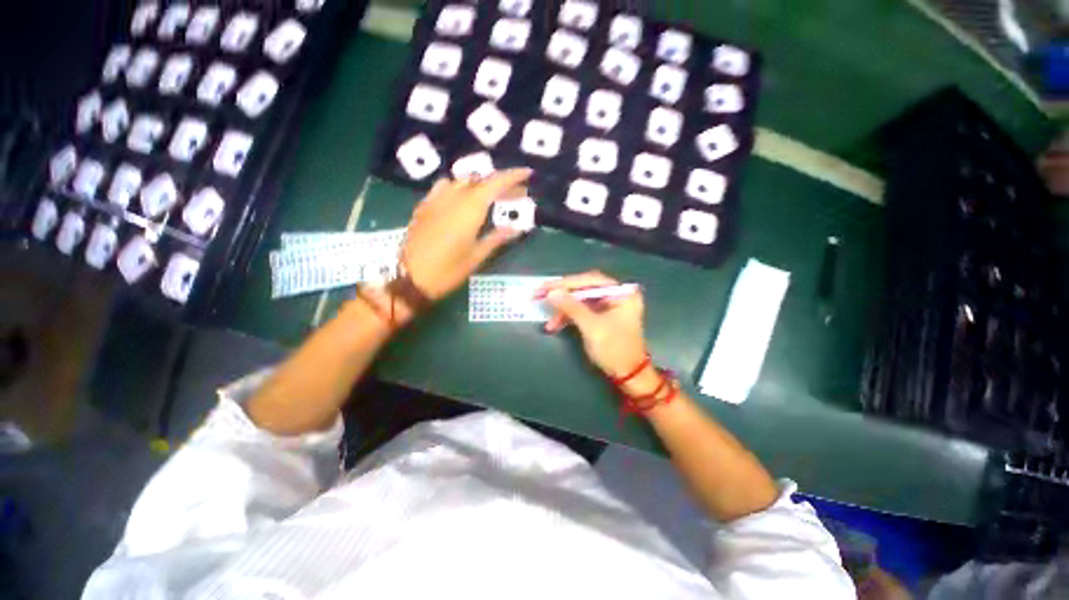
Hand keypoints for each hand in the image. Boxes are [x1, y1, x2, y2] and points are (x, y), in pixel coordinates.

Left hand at [401, 169, 531, 299]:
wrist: (410, 279)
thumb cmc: (449, 271)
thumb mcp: (477, 256)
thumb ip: (497, 238)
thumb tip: (517, 228)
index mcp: (470, 209)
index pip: (495, 184)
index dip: (513, 176)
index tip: (527, 173)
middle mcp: (453, 197)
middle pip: (480, 180)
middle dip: (499, 184)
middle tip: (514, 194)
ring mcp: (435, 200)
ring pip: (461, 181)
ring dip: (479, 185)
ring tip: (489, 198)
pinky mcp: (424, 207)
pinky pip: (443, 187)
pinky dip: (458, 188)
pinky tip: (460, 201)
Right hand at [539, 271, 649, 378]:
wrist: (629, 376)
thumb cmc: (615, 350)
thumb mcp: (592, 327)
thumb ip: (572, 307)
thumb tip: (551, 293)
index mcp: (621, 293)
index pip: (589, 280)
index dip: (565, 283)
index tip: (545, 287)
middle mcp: (616, 295)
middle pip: (583, 288)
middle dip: (561, 295)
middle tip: (539, 296)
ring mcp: (609, 306)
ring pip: (580, 300)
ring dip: (563, 310)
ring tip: (549, 322)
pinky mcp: (602, 316)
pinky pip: (581, 310)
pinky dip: (568, 317)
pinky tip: (555, 325)